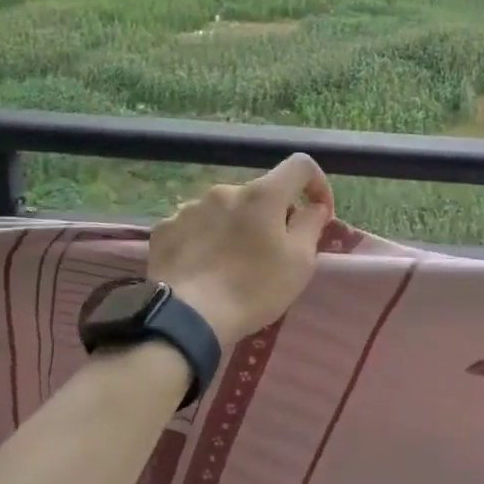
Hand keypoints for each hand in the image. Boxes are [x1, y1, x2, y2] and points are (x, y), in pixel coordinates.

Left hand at [149, 155, 334, 348]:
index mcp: (262, 194)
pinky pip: (194, 227)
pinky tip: (203, 269)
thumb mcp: (299, 263)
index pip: (299, 166)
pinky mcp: (165, 228)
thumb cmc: (253, 289)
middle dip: (270, 216)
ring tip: (232, 265)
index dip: (315, 184)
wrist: (185, 317)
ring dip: (235, 228)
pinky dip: (204, 241)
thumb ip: (311, 225)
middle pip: (258, 194)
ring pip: (224, 211)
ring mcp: (190, 208)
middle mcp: (224, 191)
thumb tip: (314, 206)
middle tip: (271, 253)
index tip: (318, 212)